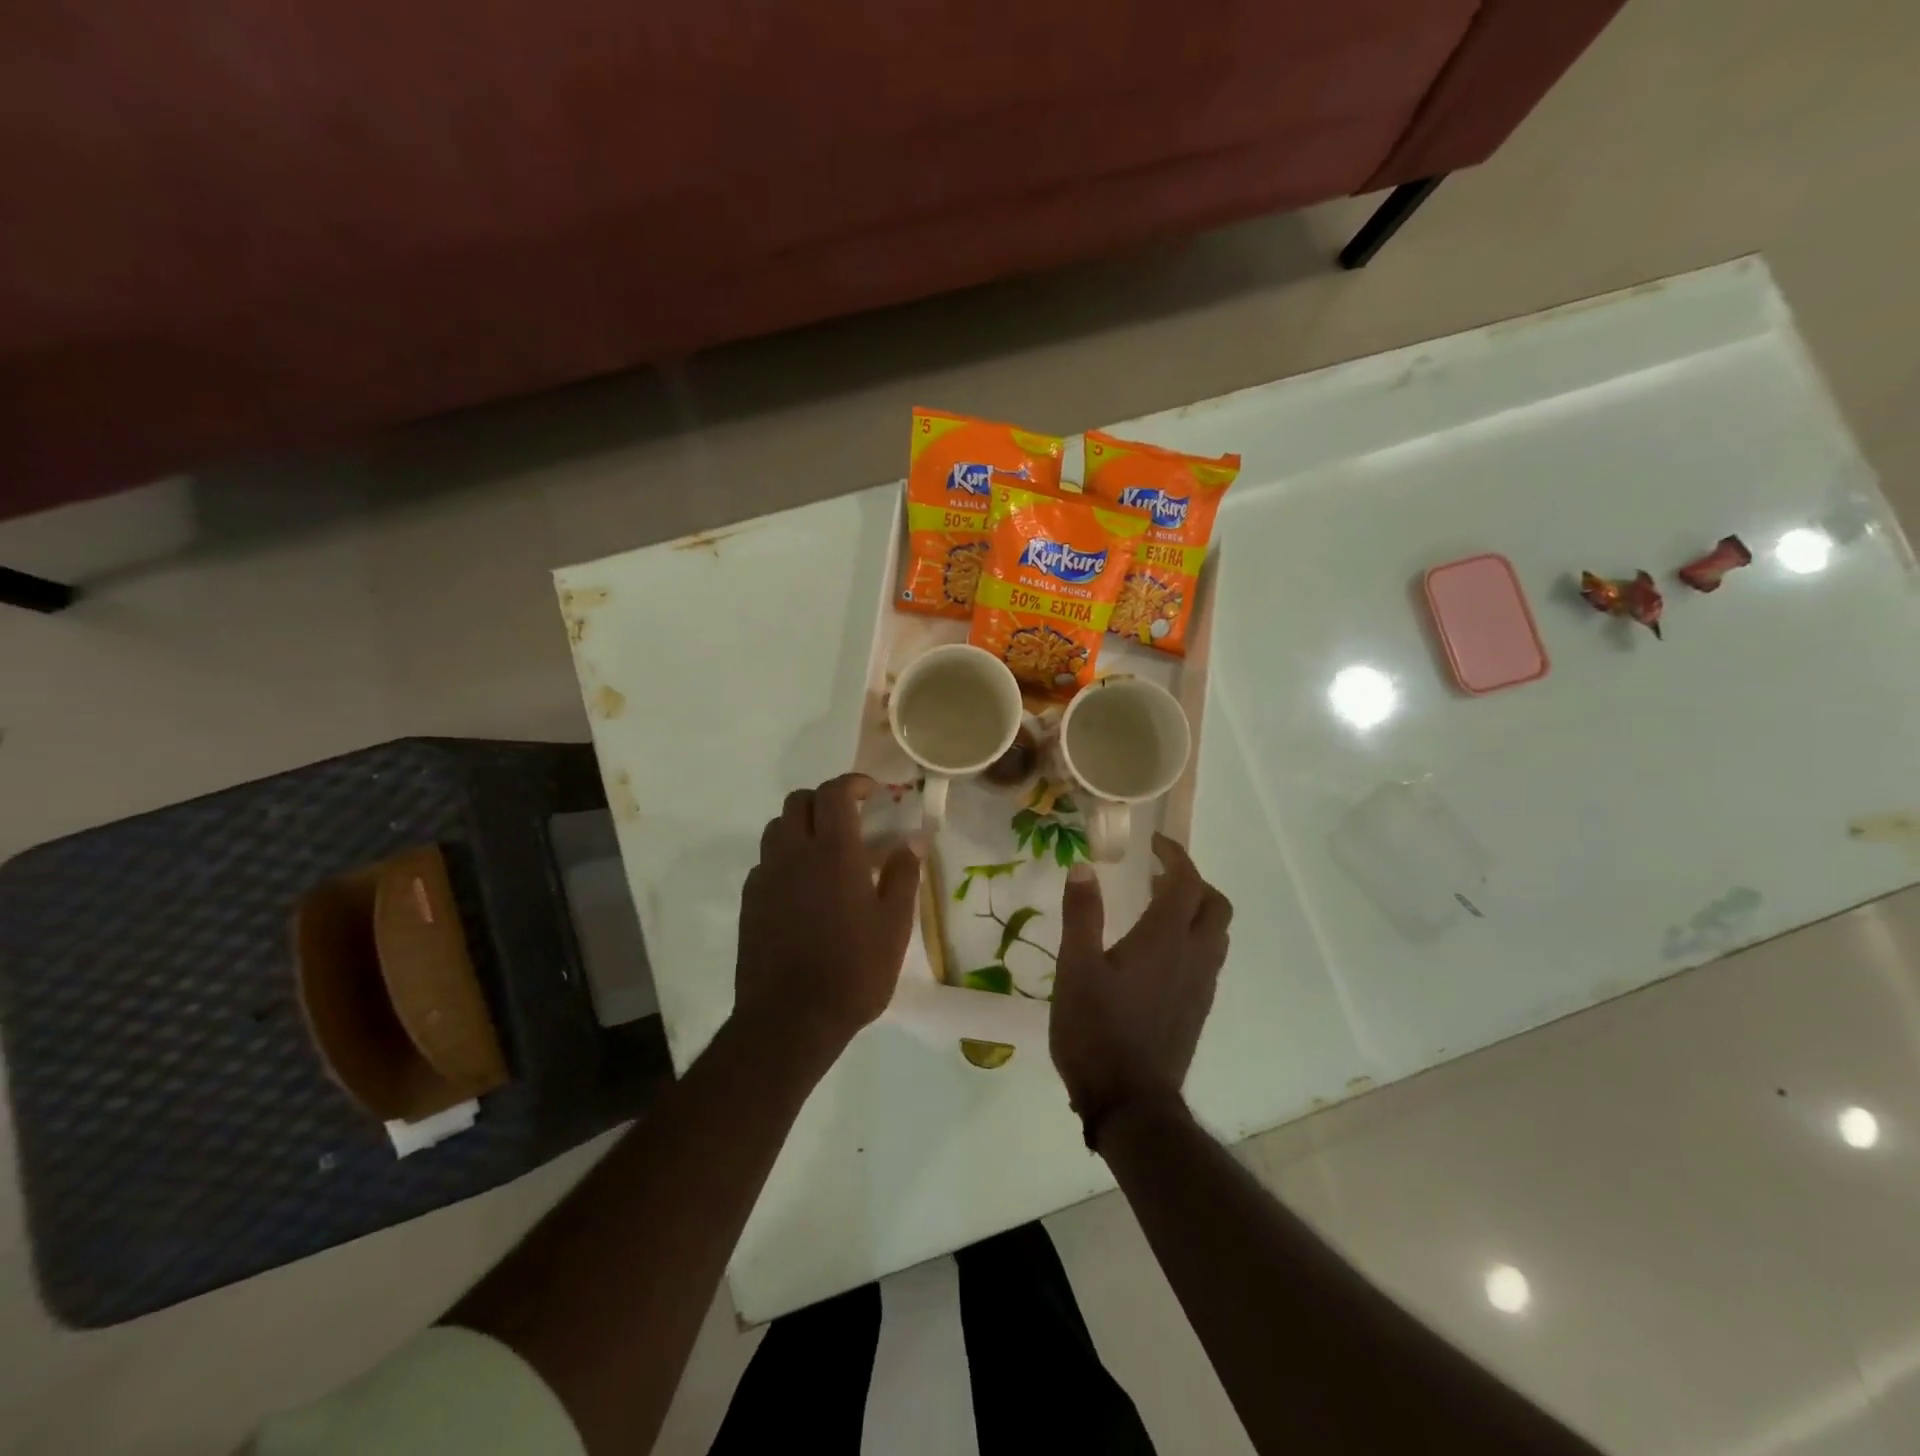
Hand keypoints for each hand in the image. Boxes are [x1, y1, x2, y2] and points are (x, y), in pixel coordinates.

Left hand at [733, 774, 921, 1059]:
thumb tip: (912, 840)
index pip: (835, 793)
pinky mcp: (750, 901)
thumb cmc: (853, 971)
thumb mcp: (894, 925)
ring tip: (826, 852)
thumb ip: (903, 875)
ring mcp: (766, 877)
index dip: (853, 783)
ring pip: (777, 828)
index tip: (872, 792)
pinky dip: (785, 858)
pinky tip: (804, 889)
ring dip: (801, 825)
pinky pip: (766, 862)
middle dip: (825, 800)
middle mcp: (793, 853)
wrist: (790, 1020)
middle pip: (799, 801)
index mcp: (833, 852)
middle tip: (850, 820)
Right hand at [1050, 834, 1232, 1146]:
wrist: (1130, 1103)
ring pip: (1216, 934)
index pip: (1186, 882)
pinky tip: (1158, 955)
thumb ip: (1082, 914)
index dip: (1175, 855)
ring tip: (1158, 909)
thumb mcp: (1076, 968)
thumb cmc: (1096, 1030)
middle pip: (1215, 905)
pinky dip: (1193, 939)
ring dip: (1196, 911)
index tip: (1154, 844)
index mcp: (1164, 939)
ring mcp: (1201, 986)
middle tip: (1158, 876)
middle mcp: (1193, 957)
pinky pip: (1208, 959)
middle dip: (1193, 881)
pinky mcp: (1197, 1009)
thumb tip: (1084, 867)